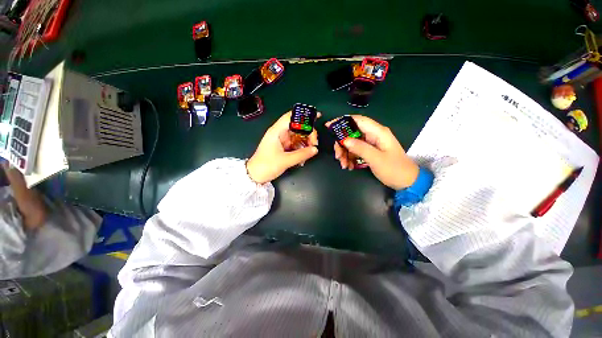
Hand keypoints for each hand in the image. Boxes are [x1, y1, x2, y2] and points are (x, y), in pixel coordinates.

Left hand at [246, 112, 319, 183]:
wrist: (255, 176)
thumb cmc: (266, 165)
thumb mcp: (285, 161)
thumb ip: (301, 154)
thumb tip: (315, 149)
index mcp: (276, 132)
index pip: (291, 117)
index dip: (304, 115)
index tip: (316, 117)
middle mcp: (280, 133)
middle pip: (298, 127)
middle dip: (308, 133)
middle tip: (314, 143)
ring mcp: (282, 140)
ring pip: (298, 136)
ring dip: (306, 142)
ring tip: (310, 151)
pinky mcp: (284, 147)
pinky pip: (296, 144)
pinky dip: (302, 148)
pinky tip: (304, 156)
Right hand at [327, 115, 418, 189]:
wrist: (407, 182)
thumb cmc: (394, 169)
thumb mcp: (376, 159)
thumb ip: (360, 148)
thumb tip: (344, 140)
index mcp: (378, 132)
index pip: (357, 120)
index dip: (342, 121)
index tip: (329, 126)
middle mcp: (373, 135)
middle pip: (351, 133)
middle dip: (342, 144)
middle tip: (337, 156)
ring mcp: (371, 144)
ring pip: (351, 143)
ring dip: (345, 153)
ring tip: (343, 165)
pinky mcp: (369, 151)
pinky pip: (355, 151)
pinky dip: (350, 158)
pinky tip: (348, 166)